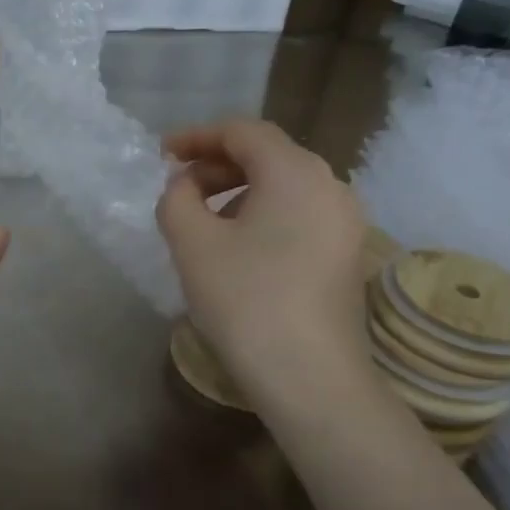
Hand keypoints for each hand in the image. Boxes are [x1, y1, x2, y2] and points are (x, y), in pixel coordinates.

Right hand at [155, 120, 374, 398]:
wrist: (311, 378)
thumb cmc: (246, 301)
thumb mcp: (192, 244)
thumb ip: (177, 198)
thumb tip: (185, 185)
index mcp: (295, 171)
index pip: (242, 131)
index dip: (197, 136)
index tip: (162, 154)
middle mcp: (330, 184)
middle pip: (268, 154)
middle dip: (218, 164)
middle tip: (179, 188)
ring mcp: (345, 219)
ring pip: (285, 185)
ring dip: (239, 190)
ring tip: (204, 219)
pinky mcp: (347, 252)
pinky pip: (300, 212)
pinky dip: (265, 213)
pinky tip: (240, 246)